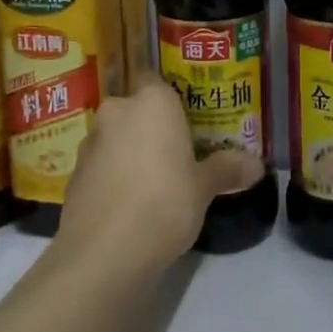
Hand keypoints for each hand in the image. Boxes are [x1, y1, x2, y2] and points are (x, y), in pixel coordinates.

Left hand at [56, 81, 263, 269]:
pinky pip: (100, 165)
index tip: (187, 119)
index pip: (157, 80)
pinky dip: (112, 177)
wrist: (104, 252)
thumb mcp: (204, 187)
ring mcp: (90, 142)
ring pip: (115, 137)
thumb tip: (258, 165)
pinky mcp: (74, 175)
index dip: (170, 98)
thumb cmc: (164, 202)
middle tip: (176, 151)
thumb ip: (227, 169)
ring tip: (153, 181)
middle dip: (150, 127)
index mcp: (152, 102)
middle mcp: (117, 112)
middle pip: (135, 109)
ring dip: (129, 151)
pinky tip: (129, 204)